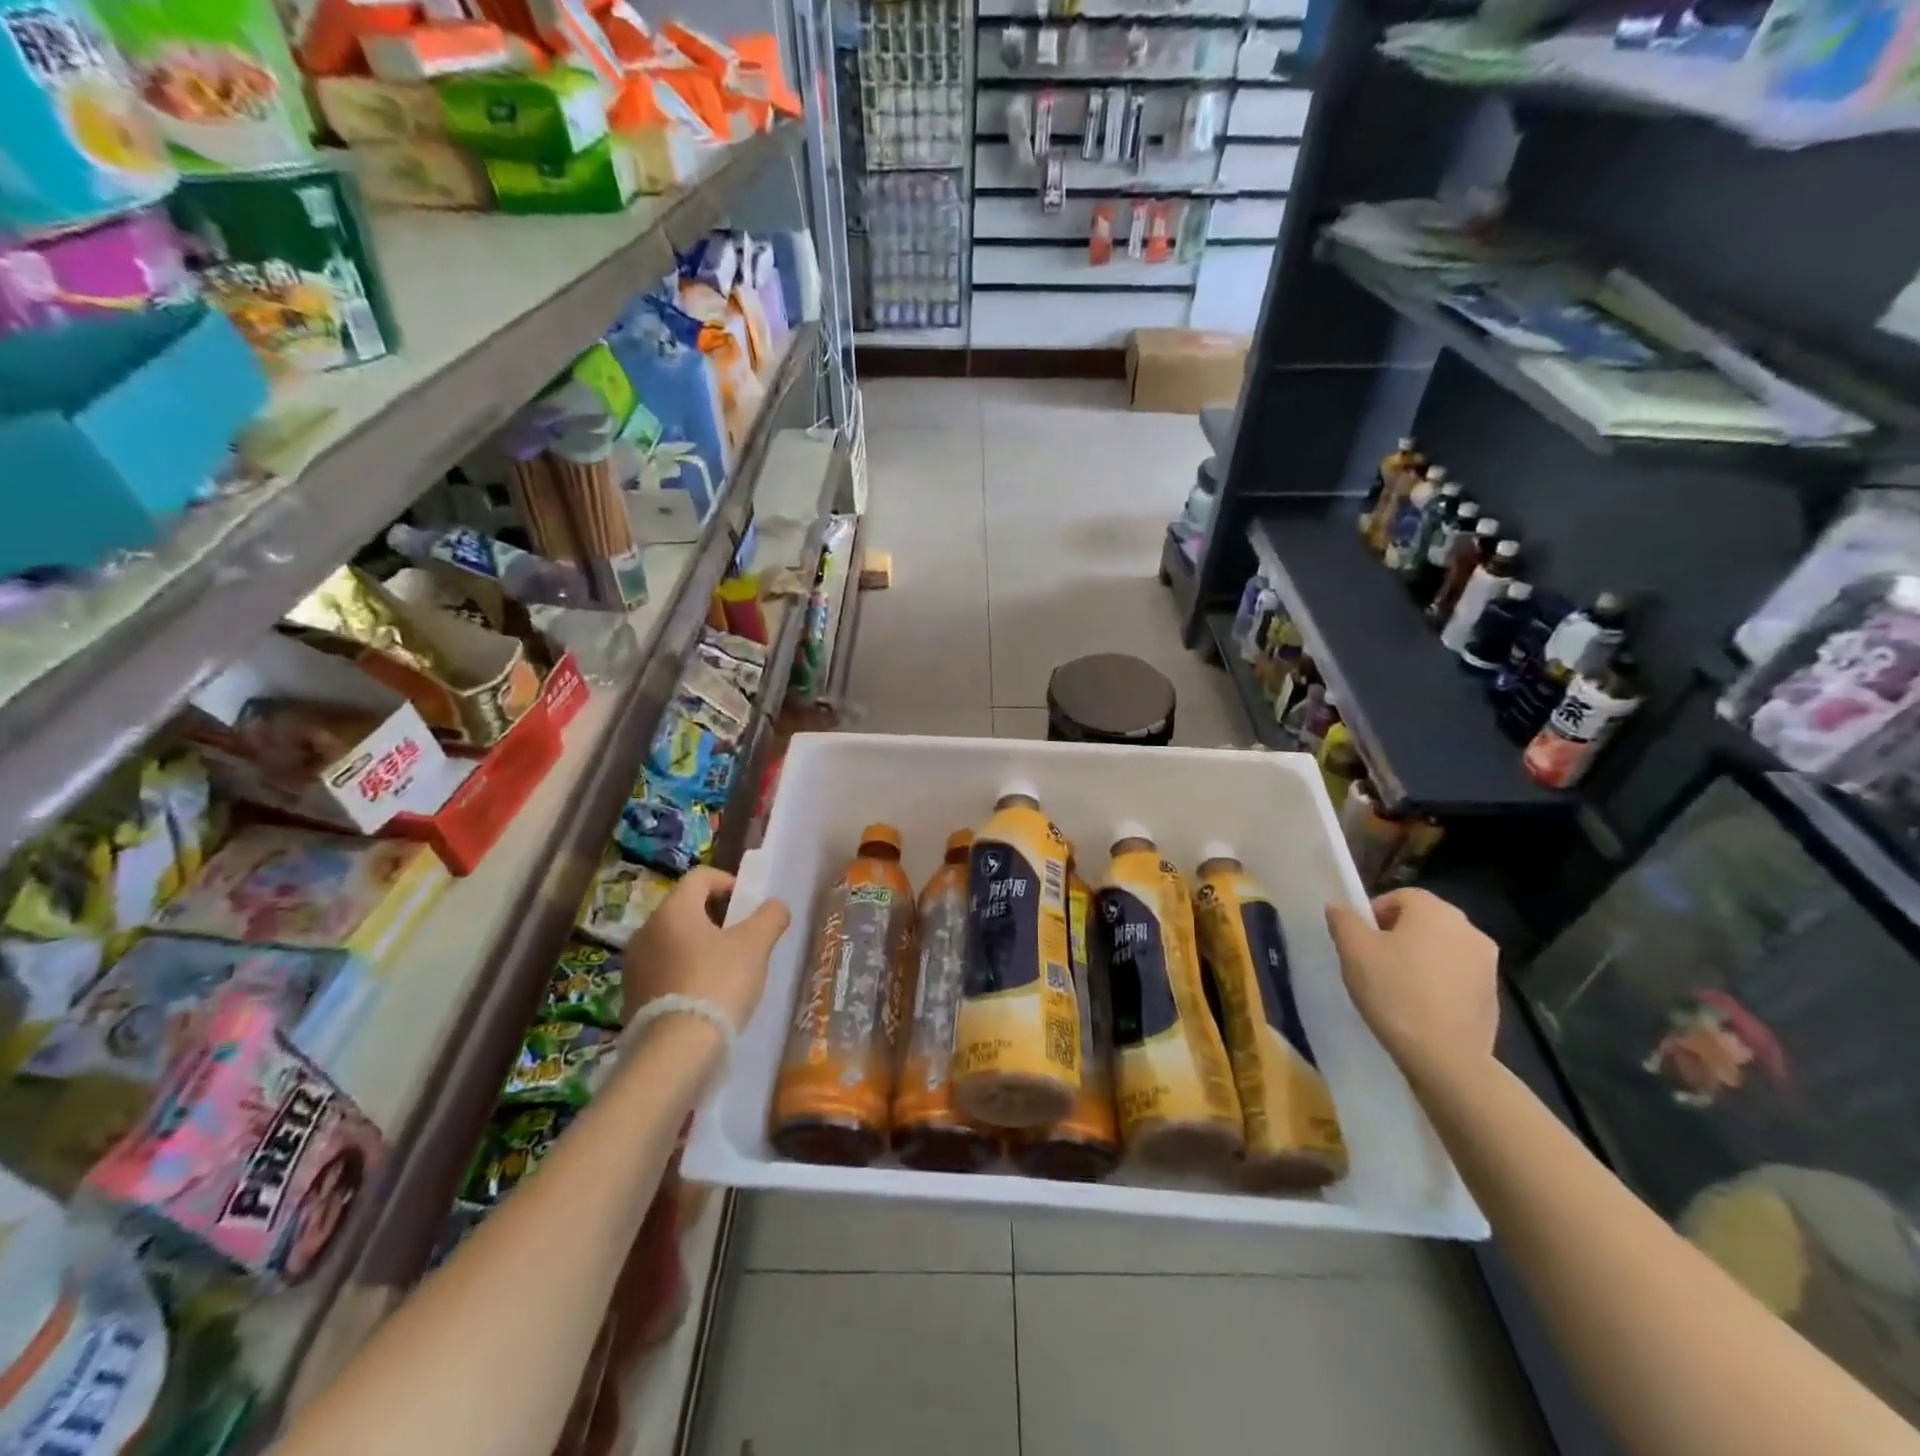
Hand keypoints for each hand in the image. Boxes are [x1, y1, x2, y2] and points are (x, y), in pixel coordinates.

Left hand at [624, 867, 792, 1033]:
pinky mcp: (632, 997)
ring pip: (674, 941)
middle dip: (716, 918)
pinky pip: (664, 971)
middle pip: (685, 909)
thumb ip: (770, 917)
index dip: (729, 882)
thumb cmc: (718, 984)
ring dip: (700, 947)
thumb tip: (775, 906)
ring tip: (727, 970)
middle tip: (743, 938)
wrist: (676, 1052)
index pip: (700, 877)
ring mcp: (635, 966)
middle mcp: (646, 931)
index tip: (749, 905)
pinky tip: (706, 996)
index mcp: (673, 910)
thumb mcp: (756, 945)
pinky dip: (685, 973)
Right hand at [1325, 888, 1498, 1086]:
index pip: (1401, 896)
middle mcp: (1468, 928)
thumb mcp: (1353, 951)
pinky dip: (1438, 982)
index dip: (1375, 913)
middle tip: (1374, 961)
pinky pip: (1457, 975)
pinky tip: (1421, 1006)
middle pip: (1424, 920)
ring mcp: (1487, 963)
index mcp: (1435, 911)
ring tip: (1397, 986)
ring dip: (1420, 958)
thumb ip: (1343, 920)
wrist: (1446, 1057)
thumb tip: (1339, 908)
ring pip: (1442, 948)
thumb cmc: (1394, 992)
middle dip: (1398, 935)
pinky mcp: (1493, 994)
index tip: (1360, 940)